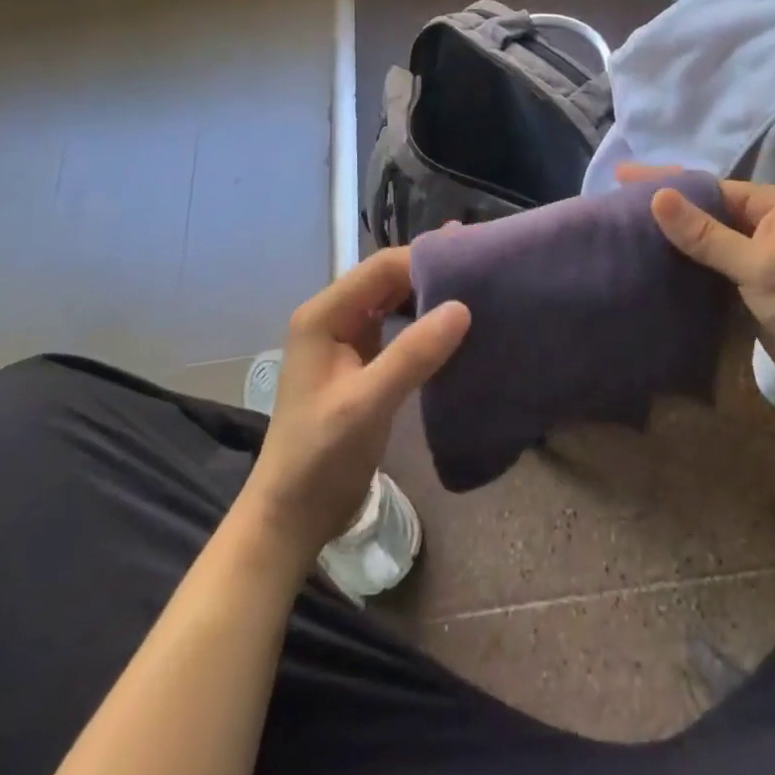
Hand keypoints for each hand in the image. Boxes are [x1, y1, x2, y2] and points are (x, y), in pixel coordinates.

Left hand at [242, 248, 469, 561]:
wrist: (293, 515)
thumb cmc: (320, 456)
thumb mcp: (367, 403)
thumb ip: (413, 353)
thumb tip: (462, 307)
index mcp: (324, 315)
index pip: (380, 269)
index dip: (424, 259)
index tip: (471, 258)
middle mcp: (333, 318)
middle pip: (387, 280)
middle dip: (430, 272)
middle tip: (481, 267)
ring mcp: (346, 341)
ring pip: (393, 303)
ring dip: (429, 295)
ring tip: (476, 288)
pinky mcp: (361, 364)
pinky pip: (396, 329)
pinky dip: (424, 323)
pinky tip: (454, 326)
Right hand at [625, 166, 774, 414]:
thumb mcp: (757, 264)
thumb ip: (705, 234)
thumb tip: (657, 195)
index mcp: (774, 206)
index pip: (710, 186)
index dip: (667, 180)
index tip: (623, 175)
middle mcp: (766, 225)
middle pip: (706, 210)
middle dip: (666, 205)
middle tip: (617, 200)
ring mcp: (760, 258)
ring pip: (707, 239)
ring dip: (673, 236)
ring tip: (626, 229)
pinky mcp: (753, 289)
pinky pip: (712, 267)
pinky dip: (685, 264)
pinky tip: (654, 264)